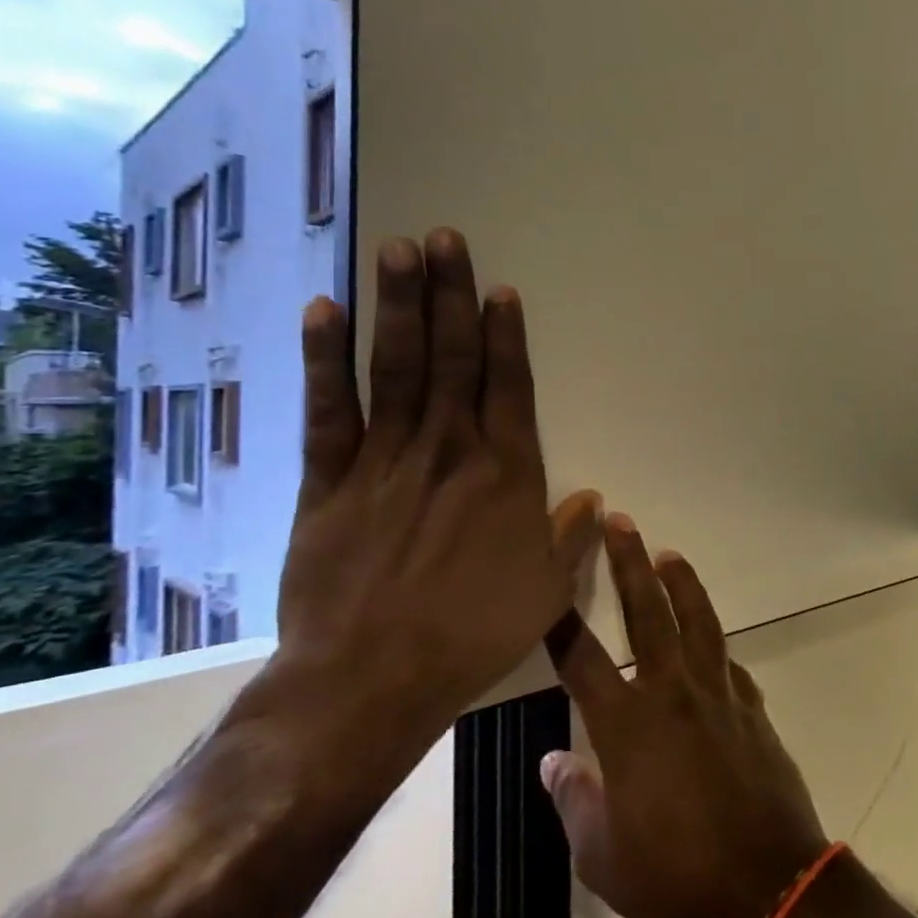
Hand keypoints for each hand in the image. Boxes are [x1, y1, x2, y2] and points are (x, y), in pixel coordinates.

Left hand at [269, 229, 601, 752]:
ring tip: (400, 250)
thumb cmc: (473, 632)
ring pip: (396, 368)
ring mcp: (385, 460)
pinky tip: (325, 311)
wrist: (371, 679)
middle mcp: (450, 451)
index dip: (505, 335)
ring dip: (399, 306)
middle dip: (451, 294)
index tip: (499, 290)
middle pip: (452, 359)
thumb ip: (570, 537)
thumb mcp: (546, 591)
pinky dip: (325, 360)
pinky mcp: (329, 482)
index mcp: (506, 474)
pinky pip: (328, 410)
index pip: (508, 387)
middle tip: (446, 238)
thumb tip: (593, 499)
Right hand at [541, 516, 828, 917]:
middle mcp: (673, 693)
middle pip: (648, 613)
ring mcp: (719, 693)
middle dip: (630, 563)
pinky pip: (728, 662)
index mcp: (629, 726)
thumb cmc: (675, 873)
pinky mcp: (751, 706)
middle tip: (620, 522)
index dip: (561, 621)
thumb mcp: (602, 855)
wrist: (767, 880)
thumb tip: (555, 760)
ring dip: (682, 583)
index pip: (584, 660)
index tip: (548, 581)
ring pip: (698, 621)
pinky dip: (715, 645)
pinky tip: (710, 642)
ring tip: (669, 553)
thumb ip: (576, 800)